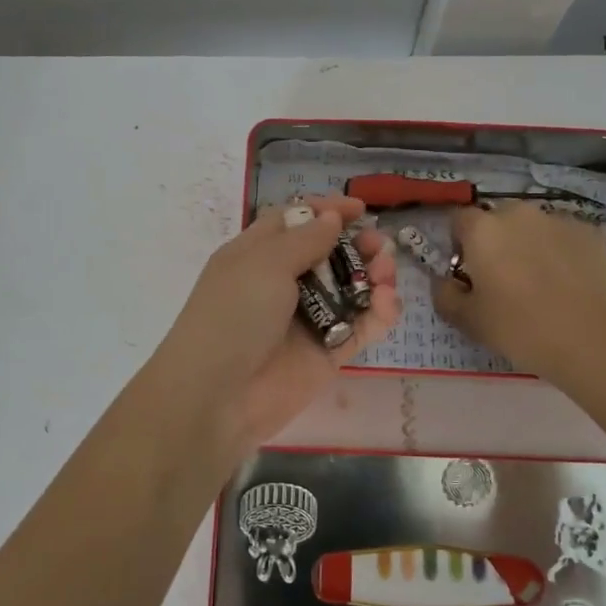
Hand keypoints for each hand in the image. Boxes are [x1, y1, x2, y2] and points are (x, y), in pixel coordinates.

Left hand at [152, 196, 399, 452]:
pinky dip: (378, 313)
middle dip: (357, 246)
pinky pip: (360, 327)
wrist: (219, 396)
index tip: (359, 209)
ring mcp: (307, 319)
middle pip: (328, 255)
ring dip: (373, 276)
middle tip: (380, 244)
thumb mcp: (263, 264)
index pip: (294, 223)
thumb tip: (331, 219)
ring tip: (387, 272)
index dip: (324, 212)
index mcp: (256, 255)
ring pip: (350, 290)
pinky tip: (386, 303)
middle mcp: (282, 284)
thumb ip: (304, 240)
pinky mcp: (327, 352)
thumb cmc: (234, 315)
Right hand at [431, 202, 605, 386]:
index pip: (458, 220)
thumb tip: (445, 282)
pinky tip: (570, 282)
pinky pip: (566, 237)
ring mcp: (558, 219)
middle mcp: (518, 213)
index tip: (467, 272)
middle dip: (497, 241)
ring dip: (530, 244)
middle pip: (498, 219)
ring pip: (534, 226)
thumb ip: (445, 295)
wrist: (589, 340)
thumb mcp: (467, 320)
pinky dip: (562, 252)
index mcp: (482, 229)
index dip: (459, 244)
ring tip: (542, 281)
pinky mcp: (591, 233)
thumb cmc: (518, 328)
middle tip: (503, 278)